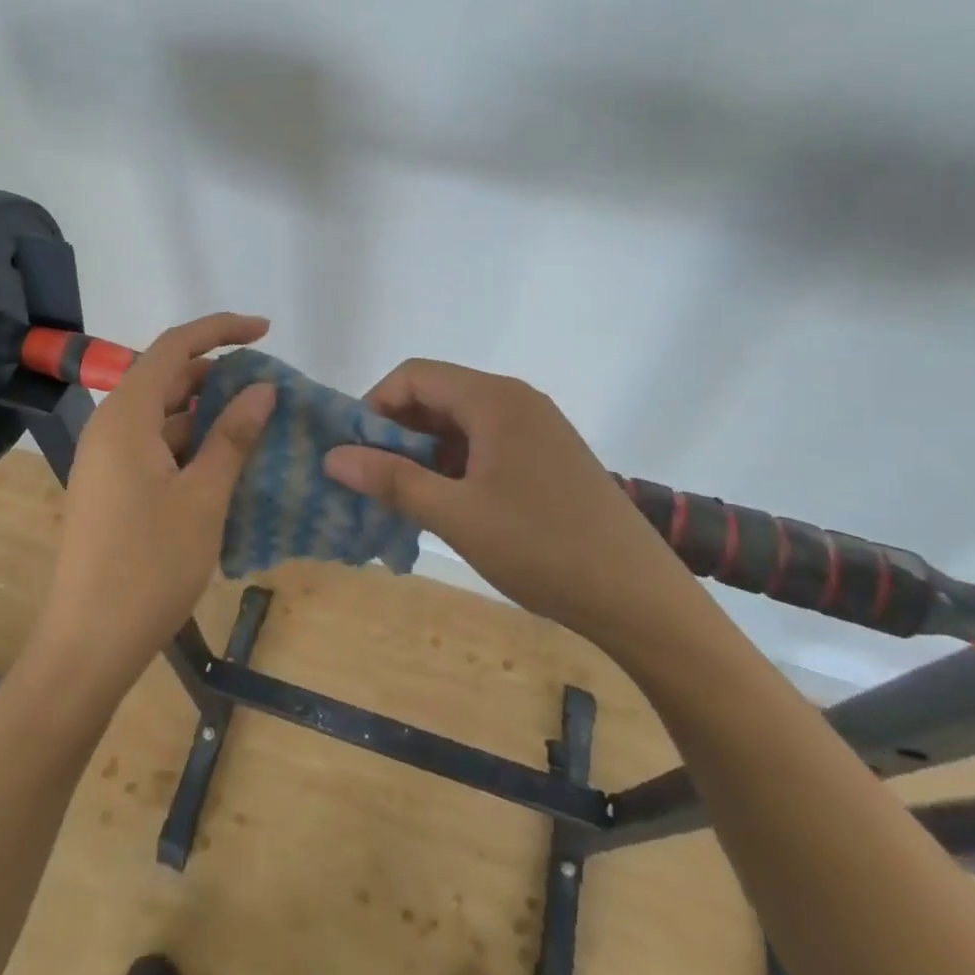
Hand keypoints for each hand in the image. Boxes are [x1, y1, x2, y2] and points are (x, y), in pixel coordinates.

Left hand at [30, 313, 275, 696]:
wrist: (88, 645)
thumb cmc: (148, 566)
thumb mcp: (203, 497)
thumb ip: (232, 436)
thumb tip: (263, 388)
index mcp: (125, 417)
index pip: (174, 347)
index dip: (220, 330)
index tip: (265, 332)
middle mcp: (110, 428)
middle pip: (168, 380)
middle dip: (219, 377)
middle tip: (269, 392)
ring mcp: (108, 461)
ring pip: (165, 417)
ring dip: (209, 417)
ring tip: (258, 429)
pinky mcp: (113, 489)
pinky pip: (157, 449)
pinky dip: (193, 447)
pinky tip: (227, 467)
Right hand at [323, 360, 694, 644]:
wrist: (641, 598)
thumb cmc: (543, 548)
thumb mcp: (457, 516)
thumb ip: (392, 480)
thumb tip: (333, 457)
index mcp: (494, 399)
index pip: (414, 376)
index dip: (374, 406)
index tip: (355, 452)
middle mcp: (516, 400)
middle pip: (437, 396)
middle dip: (397, 433)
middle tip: (373, 481)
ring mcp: (536, 428)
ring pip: (460, 424)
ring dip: (425, 454)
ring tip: (404, 499)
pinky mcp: (548, 457)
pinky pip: (486, 445)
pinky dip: (456, 467)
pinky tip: (447, 506)